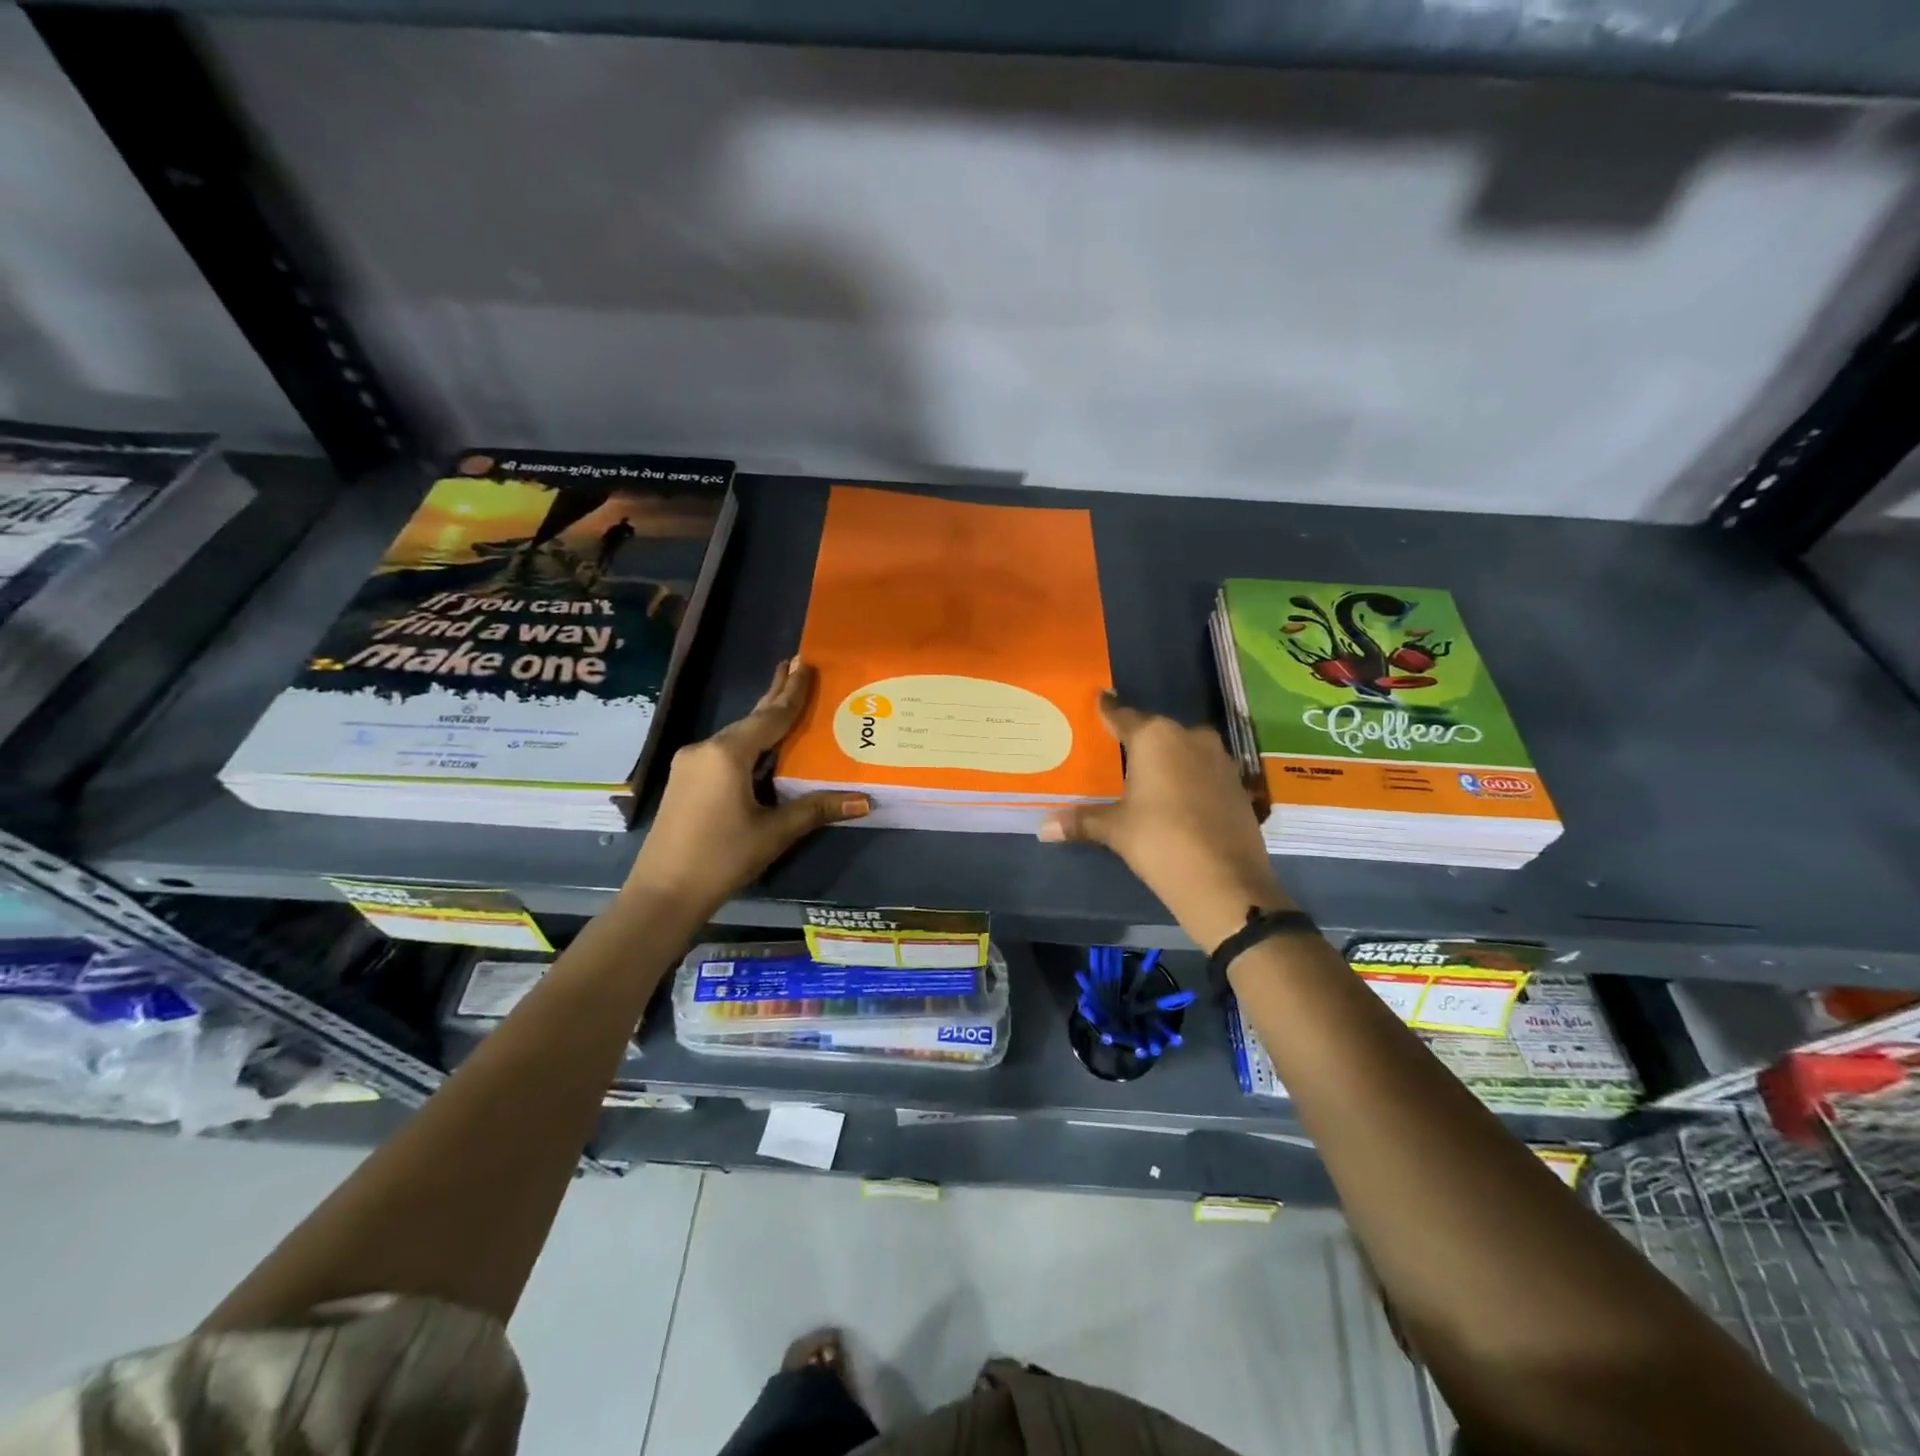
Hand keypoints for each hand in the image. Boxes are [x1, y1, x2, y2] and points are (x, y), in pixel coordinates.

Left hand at [624, 659, 867, 920]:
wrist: (663, 893)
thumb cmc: (722, 858)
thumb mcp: (774, 833)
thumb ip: (816, 809)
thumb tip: (863, 801)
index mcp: (728, 754)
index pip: (770, 717)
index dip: (792, 692)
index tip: (805, 663)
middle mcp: (705, 749)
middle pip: (750, 719)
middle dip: (775, 694)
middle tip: (794, 663)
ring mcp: (690, 764)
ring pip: (735, 736)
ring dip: (760, 720)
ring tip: (783, 700)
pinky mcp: (684, 781)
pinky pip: (722, 752)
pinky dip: (747, 743)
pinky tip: (758, 746)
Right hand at [1039, 694, 1289, 948]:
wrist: (1226, 881)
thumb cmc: (1161, 842)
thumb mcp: (1116, 830)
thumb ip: (1082, 821)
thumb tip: (1043, 827)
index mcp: (1155, 738)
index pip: (1122, 716)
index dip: (1107, 711)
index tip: (1098, 701)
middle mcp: (1189, 736)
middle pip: (1155, 732)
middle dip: (1136, 740)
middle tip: (1114, 751)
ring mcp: (1219, 759)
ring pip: (1182, 749)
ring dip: (1165, 759)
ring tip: (1143, 775)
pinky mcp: (1237, 783)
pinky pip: (1202, 770)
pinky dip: (1187, 777)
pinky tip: (1175, 796)